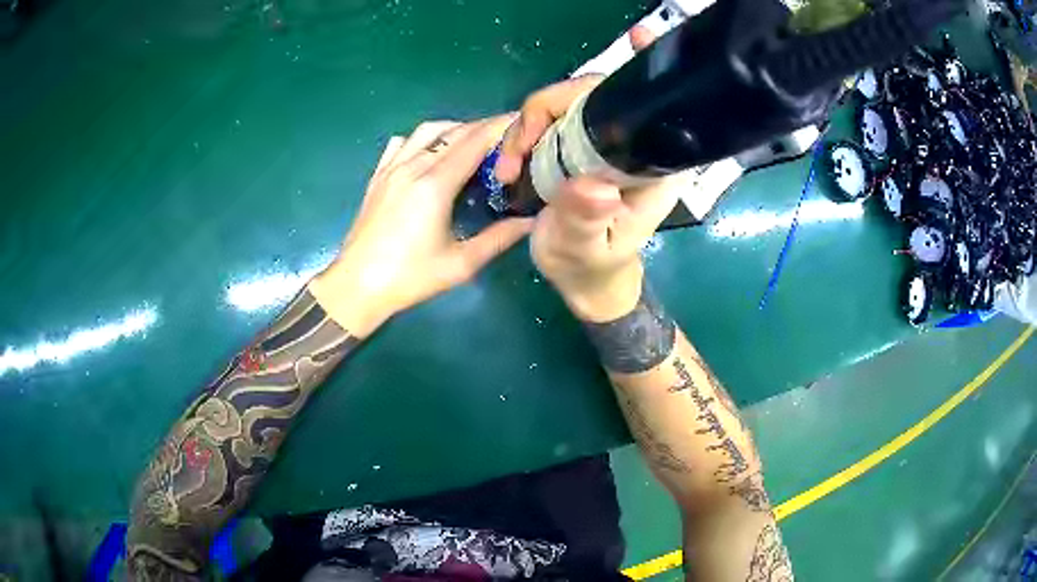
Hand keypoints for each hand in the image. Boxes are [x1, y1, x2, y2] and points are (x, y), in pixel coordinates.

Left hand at [310, 116, 533, 335]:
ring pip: (427, 130)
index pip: (474, 142)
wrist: (357, 286)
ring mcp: (391, 168)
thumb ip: (498, 239)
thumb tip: (531, 221)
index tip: (521, 121)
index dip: (500, 127)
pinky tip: (430, 152)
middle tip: (505, 133)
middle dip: (483, 126)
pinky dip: (422, 138)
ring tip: (472, 141)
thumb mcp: (460, 264)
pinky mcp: (377, 176)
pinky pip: (402, 142)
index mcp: (435, 185)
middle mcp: (413, 167)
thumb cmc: (409, 278)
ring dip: (454, 128)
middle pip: (454, 131)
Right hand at [495, 74, 674, 322]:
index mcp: (651, 165)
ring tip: (506, 170)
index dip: (642, 69)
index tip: (637, 37)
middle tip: (514, 156)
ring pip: (562, 104)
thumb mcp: (584, 249)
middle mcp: (630, 143)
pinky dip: (522, 133)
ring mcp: (600, 141)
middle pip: (592, 94)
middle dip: (546, 111)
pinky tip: (510, 160)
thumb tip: (593, 185)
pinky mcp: (576, 144)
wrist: (581, 277)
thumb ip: (584, 219)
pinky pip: (547, 120)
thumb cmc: (590, 266)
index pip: (650, 106)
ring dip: (526, 127)